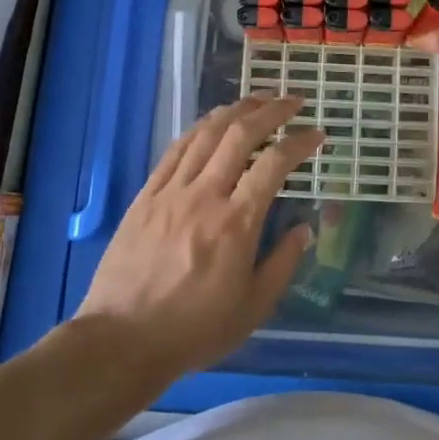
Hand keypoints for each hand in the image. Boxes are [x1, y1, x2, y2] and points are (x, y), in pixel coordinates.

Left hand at [76, 95, 323, 378]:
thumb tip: (304, 229)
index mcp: (236, 224)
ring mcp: (171, 192)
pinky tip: (212, 122)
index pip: (274, 165)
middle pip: (240, 135)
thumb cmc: (194, 330)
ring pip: (206, 134)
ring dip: (235, 110)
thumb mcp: (252, 308)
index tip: (316, 134)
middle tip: (292, 101)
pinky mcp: (146, 196)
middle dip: (271, 111)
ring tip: (257, 99)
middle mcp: (205, 196)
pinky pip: (175, 150)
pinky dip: (199, 129)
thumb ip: (283, 264)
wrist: (122, 340)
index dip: (299, 142)